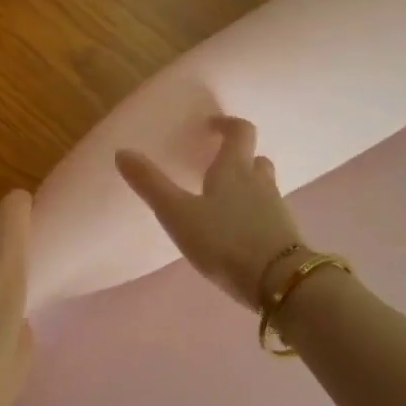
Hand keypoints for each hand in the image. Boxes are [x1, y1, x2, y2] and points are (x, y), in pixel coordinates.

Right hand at [116, 116, 306, 309]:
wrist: (277, 281)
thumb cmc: (224, 240)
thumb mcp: (178, 214)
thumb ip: (151, 185)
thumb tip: (122, 152)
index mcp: (234, 169)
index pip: (240, 131)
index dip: (226, 124)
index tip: (211, 126)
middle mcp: (259, 182)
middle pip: (255, 159)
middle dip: (238, 158)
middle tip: (216, 167)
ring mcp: (276, 208)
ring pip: (263, 186)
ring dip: (247, 186)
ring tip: (223, 201)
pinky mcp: (284, 235)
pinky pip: (268, 214)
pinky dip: (254, 214)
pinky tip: (238, 232)